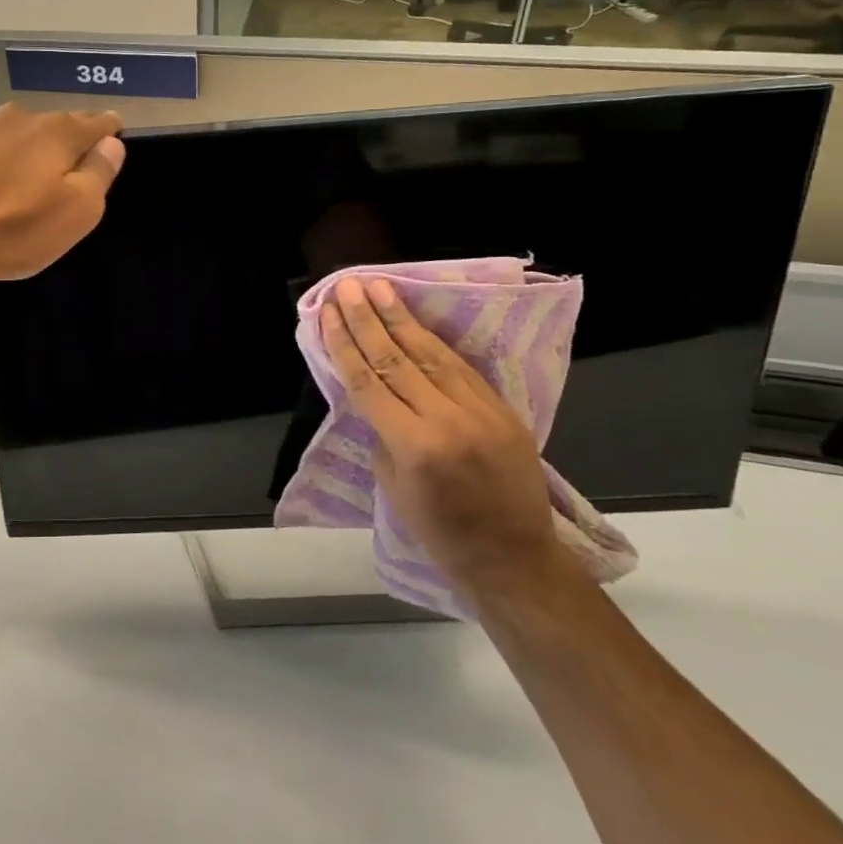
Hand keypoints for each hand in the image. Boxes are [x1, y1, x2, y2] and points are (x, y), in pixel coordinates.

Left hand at [0, 104, 124, 288]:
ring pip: (16, 135)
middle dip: (65, 145)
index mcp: (57, 132)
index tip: (110, 144)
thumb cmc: (14, 231)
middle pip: (55, 126)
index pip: (98, 122)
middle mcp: (19, 118)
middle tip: (63, 176)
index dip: (108, 134)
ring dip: (24, 152)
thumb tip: (112, 144)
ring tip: (20, 185)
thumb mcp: (76, 212)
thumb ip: (99, 173)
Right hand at [320, 276, 569, 604]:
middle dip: (367, 318)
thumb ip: (382, 432)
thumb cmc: (440, 532)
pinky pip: (460, 367)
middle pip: (396, 358)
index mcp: (414, 446)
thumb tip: (374, 392)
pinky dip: (433, 341)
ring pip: (431, 353)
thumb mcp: (393, 486)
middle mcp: (447, 420)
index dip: (344, 343)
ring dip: (400, 317)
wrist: (514, 558)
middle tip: (349, 285)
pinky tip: (415, 319)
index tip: (328, 311)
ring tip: (380, 287)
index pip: (368, 381)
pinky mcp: (502, 409)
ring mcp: (480, 411)